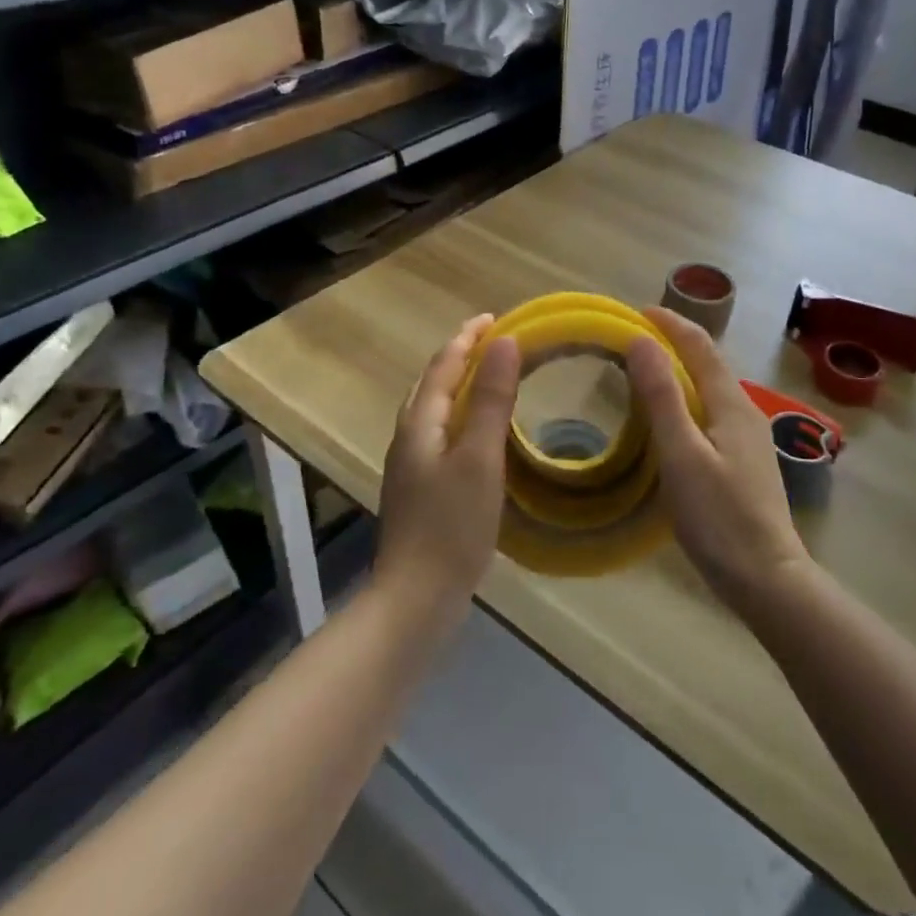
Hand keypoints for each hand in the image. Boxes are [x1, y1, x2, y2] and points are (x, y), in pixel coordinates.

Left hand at [375, 315, 521, 615]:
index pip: (444, 364)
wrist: (416, 597)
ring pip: (436, 408)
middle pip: (433, 382)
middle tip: (496, 342)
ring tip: (491, 378)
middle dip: (461, 356)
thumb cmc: (451, 524)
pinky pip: (441, 431)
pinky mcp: (421, 487)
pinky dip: (462, 414)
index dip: (468, 337)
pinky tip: (480, 432)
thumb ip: (493, 399)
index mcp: (420, 422)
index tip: (495, 318)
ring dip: (461, 384)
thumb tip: (506, 342)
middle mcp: (409, 436)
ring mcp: (411, 464)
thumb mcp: (480, 457)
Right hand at [625, 308, 809, 621]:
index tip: (636, 311)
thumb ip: (662, 397)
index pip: (700, 345)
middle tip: (633, 338)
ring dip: (679, 371)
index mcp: (731, 403)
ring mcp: (747, 438)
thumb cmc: (720, 517)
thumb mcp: (681, 454)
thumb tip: (641, 341)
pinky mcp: (743, 461)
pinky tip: (669, 419)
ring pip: (710, 388)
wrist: (767, 578)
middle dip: (674, 342)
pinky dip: (685, 399)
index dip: (670, 323)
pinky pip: (710, 412)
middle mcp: (744, 411)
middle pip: (708, 362)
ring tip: (644, 370)